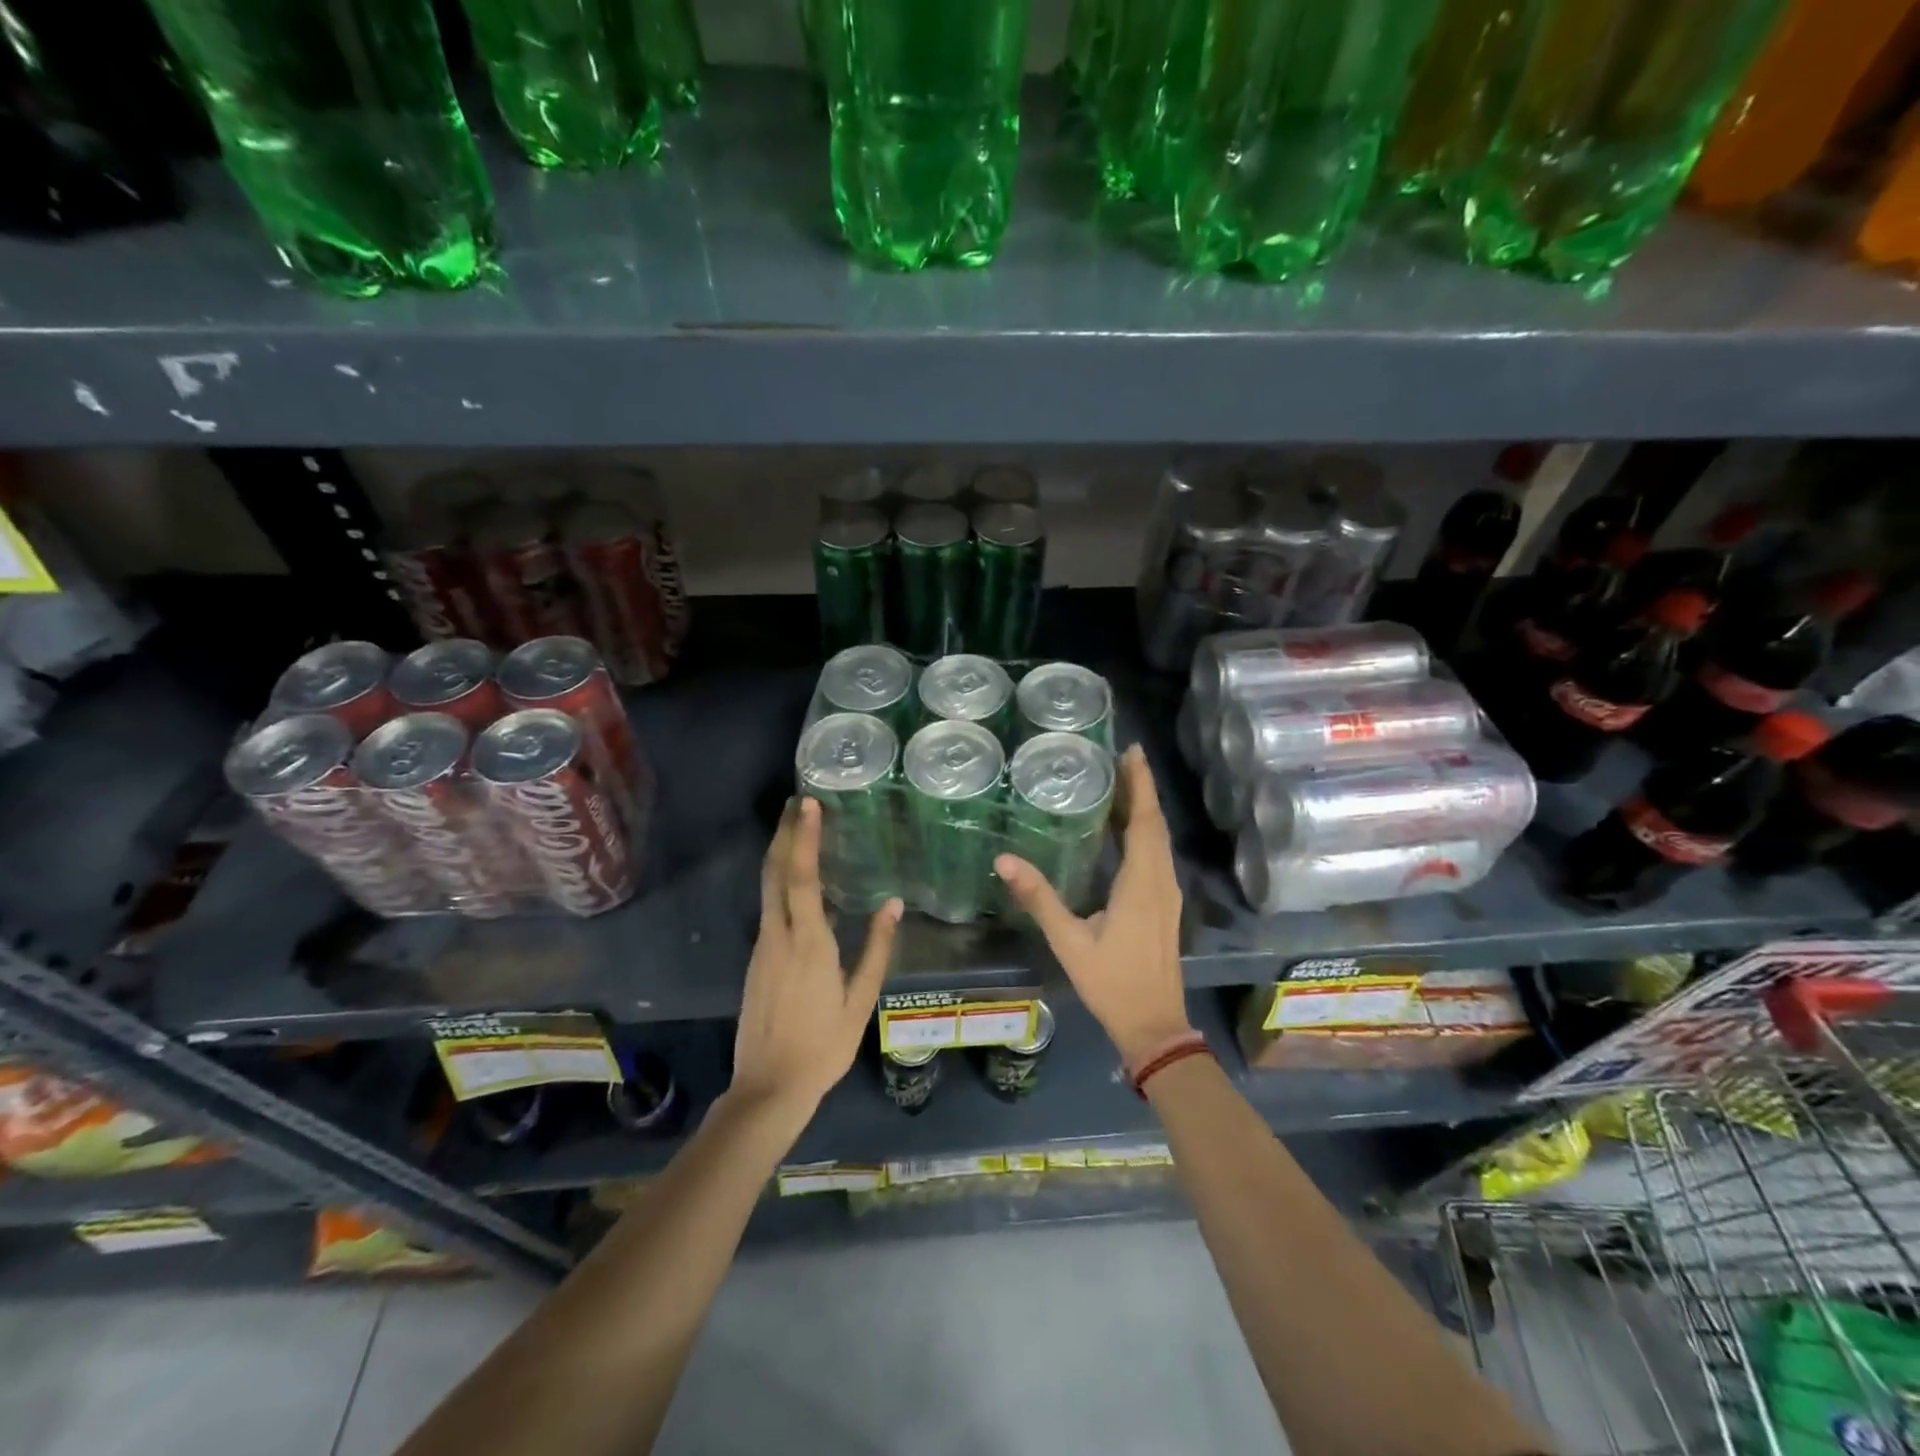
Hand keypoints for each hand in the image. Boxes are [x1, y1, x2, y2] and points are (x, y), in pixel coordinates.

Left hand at [731, 797, 901, 1113]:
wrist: (768, 1086)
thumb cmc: (824, 1045)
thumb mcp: (861, 1001)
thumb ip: (877, 950)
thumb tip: (892, 905)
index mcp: (808, 942)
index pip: (802, 877)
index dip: (805, 838)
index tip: (808, 805)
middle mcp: (778, 935)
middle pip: (774, 873)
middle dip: (783, 834)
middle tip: (795, 803)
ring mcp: (762, 947)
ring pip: (766, 888)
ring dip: (779, 854)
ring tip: (795, 828)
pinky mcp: (756, 959)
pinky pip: (768, 907)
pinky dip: (778, 881)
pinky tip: (794, 880)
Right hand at [996, 745, 1191, 1066]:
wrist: (1154, 1026)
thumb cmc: (1111, 983)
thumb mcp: (1069, 941)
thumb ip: (1039, 898)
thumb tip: (1004, 860)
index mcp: (1142, 884)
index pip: (1144, 822)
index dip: (1140, 785)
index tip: (1133, 751)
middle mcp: (1161, 882)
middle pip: (1155, 825)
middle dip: (1142, 789)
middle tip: (1123, 758)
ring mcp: (1168, 894)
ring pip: (1160, 840)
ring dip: (1145, 809)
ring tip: (1122, 784)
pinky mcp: (1166, 906)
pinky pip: (1158, 856)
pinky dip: (1145, 832)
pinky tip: (1127, 831)